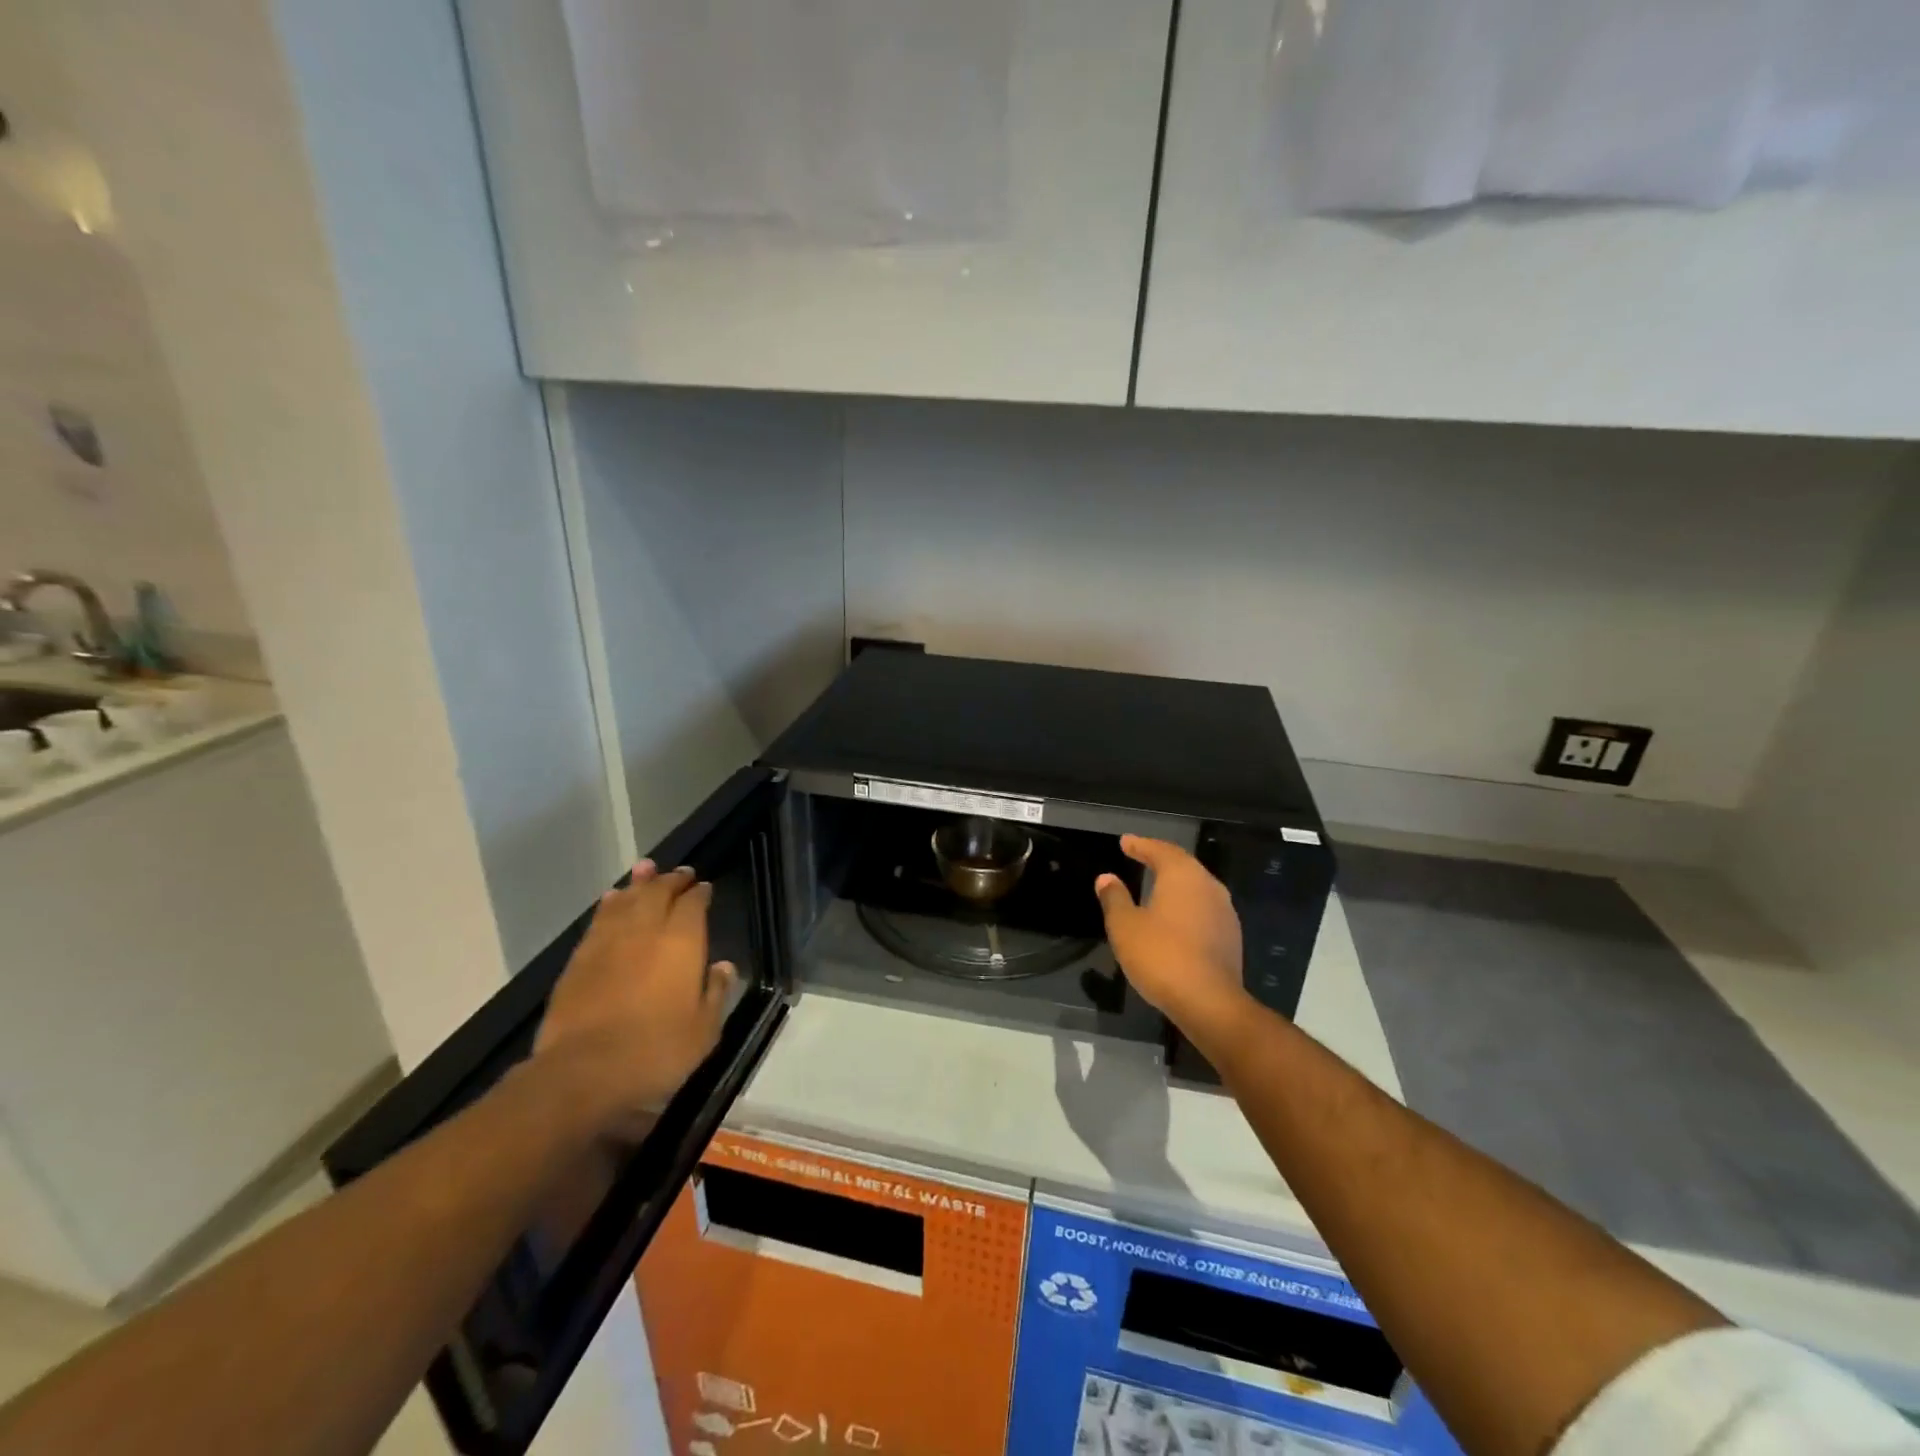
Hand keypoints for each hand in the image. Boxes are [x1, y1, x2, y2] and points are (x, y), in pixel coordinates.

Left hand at [533, 861, 735, 1142]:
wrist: (583, 1071)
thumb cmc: (655, 1051)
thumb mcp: (703, 1030)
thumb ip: (716, 992)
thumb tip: (723, 966)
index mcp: (682, 942)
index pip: (693, 904)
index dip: (700, 893)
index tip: (705, 887)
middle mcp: (645, 930)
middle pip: (658, 892)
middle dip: (671, 880)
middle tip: (680, 873)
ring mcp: (608, 942)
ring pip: (626, 900)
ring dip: (638, 883)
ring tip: (646, 870)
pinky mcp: (579, 959)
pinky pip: (599, 919)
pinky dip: (609, 904)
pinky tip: (611, 900)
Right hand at [1095, 836, 1247, 1032]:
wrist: (1209, 1002)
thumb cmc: (1160, 956)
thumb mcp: (1125, 926)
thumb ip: (1115, 898)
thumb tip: (1106, 878)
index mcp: (1183, 876)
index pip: (1160, 850)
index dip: (1140, 845)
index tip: (1125, 842)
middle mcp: (1209, 886)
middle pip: (1183, 864)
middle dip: (1160, 858)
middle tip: (1140, 855)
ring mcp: (1224, 911)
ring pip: (1197, 886)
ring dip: (1175, 882)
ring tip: (1156, 883)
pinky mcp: (1230, 936)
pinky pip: (1204, 908)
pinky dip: (1186, 904)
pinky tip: (1175, 916)